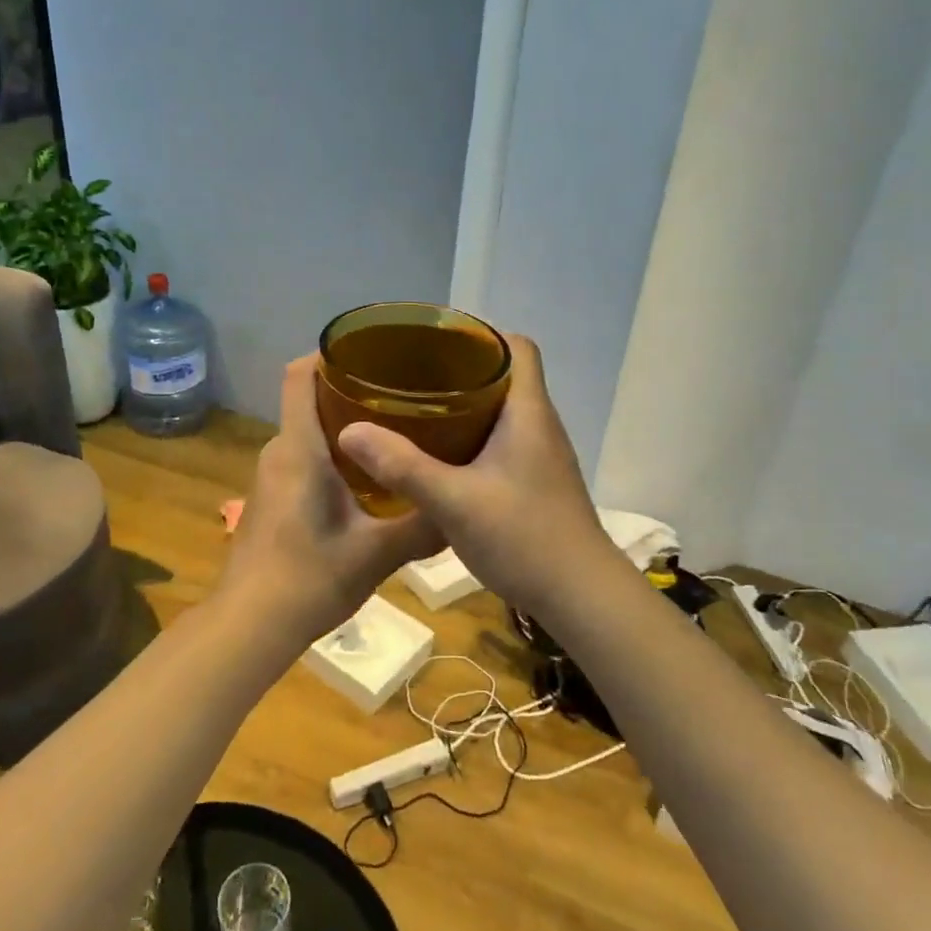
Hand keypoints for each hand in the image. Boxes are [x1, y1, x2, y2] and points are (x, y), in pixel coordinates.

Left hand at [216, 355, 443, 647]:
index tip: (371, 351)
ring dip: (345, 427)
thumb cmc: (310, 578)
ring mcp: (270, 476)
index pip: (299, 375)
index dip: (328, 352)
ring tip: (395, 433)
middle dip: (352, 391)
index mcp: (300, 448)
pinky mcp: (271, 499)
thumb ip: (422, 527)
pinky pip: (303, 458)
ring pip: (308, 433)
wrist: (250, 625)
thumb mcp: (377, 553)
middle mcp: (279, 452)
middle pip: (309, 400)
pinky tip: (368, 479)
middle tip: (404, 396)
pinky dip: (333, 455)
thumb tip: (463, 509)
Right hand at [336, 335, 629, 617]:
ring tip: (416, 409)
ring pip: (501, 411)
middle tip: (411, 375)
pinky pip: (501, 441)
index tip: (435, 340)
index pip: (517, 346)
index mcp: (528, 412)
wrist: (580, 596)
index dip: (481, 334)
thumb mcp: (454, 501)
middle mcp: (539, 425)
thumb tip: (349, 431)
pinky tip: (438, 457)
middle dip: (459, 369)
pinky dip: (470, 437)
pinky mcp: (535, 482)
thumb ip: (402, 466)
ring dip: (464, 405)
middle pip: (504, 375)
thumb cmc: (524, 538)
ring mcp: (540, 456)